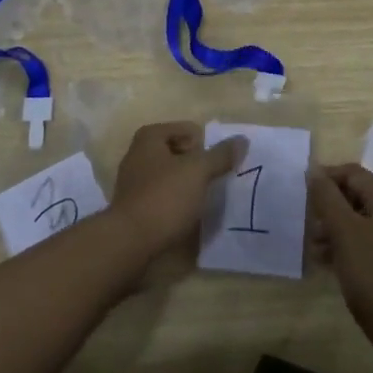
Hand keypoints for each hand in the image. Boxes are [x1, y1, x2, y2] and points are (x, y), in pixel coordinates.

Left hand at [109, 122, 244, 279]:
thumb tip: (242, 139)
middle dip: (195, 165)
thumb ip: (221, 155)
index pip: (188, 129)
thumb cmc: (165, 197)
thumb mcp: (199, 171)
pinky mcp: (133, 206)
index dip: (204, 146)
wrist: (129, 242)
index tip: (213, 167)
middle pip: (178, 152)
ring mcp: (132, 181)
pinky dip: (174, 202)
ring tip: (201, 200)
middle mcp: (137, 154)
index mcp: (149, 137)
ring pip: (169, 175)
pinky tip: (184, 215)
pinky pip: (161, 196)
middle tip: (210, 182)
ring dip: (186, 184)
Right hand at [308, 164, 372, 359]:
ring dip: (335, 228)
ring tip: (314, 247)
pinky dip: (348, 246)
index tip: (304, 192)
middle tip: (308, 222)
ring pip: (361, 221)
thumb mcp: (344, 233)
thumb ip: (327, 198)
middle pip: (358, 196)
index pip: (354, 173)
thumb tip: (314, 170)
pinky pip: (368, 242)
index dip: (327, 177)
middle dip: (330, 206)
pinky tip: (329, 263)